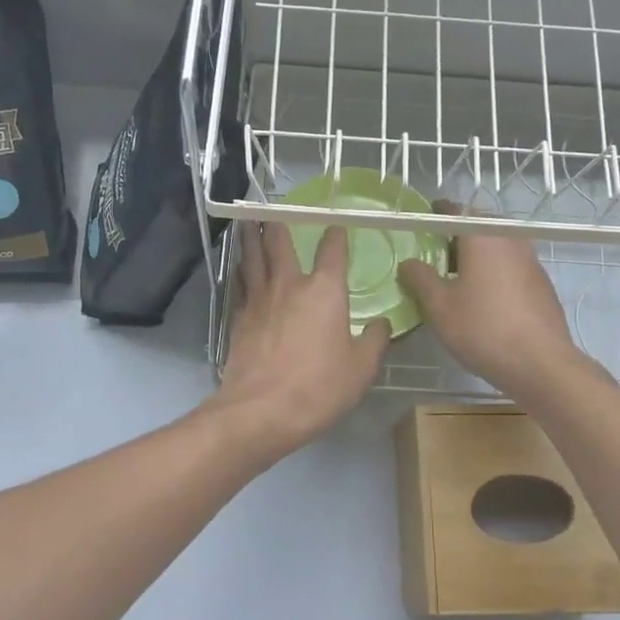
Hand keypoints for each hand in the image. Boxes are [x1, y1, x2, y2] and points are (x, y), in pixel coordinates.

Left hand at [208, 221, 390, 455]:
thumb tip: (381, 324)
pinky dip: (240, 269)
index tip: (336, 226)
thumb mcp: (361, 368)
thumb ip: (374, 340)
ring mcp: (259, 299)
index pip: (332, 250)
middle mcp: (289, 284)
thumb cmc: (318, 387)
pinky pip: (239, 283)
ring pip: (252, 257)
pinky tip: (239, 267)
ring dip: (250, 237)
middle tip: (271, 208)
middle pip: (278, 242)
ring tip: (247, 221)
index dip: (335, 235)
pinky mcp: (238, 318)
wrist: (260, 411)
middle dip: (277, 222)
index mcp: (324, 290)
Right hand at [397, 213, 582, 397]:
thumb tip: (409, 262)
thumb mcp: (439, 306)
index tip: (423, 221)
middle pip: (480, 226)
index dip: (437, 213)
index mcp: (483, 236)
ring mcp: (531, 261)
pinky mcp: (542, 284)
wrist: (541, 364)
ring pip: (498, 247)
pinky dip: (494, 272)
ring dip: (477, 255)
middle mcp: (510, 240)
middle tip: (436, 254)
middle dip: (458, 235)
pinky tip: (484, 298)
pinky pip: (511, 266)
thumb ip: (421, 279)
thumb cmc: (483, 328)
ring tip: (457, 278)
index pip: (457, 210)